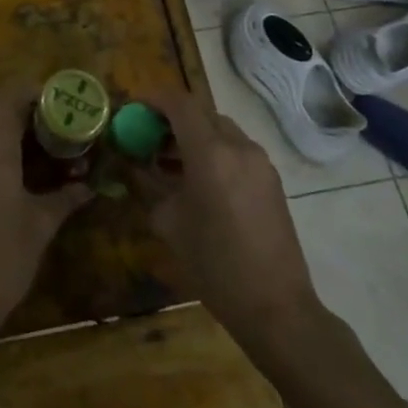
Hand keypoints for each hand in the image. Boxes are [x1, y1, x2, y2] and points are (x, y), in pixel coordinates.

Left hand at [0, 90, 91, 346]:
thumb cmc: (1, 259)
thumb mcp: (40, 227)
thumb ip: (64, 198)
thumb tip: (89, 186)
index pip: (9, 99)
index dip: (32, 92)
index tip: (59, 97)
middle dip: (21, 105)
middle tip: (54, 117)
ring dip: (6, 126)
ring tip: (41, 141)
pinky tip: (17, 168)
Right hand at [134, 88, 324, 365]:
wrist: (276, 307)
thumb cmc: (214, 264)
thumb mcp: (168, 222)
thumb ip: (147, 184)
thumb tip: (132, 163)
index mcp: (210, 153)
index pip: (179, 103)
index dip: (153, 99)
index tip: (133, 110)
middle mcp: (238, 147)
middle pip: (200, 113)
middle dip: (171, 119)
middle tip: (148, 138)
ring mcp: (259, 162)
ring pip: (219, 129)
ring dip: (192, 135)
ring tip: (169, 162)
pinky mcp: (271, 179)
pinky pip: (235, 149)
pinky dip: (212, 151)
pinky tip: (197, 180)